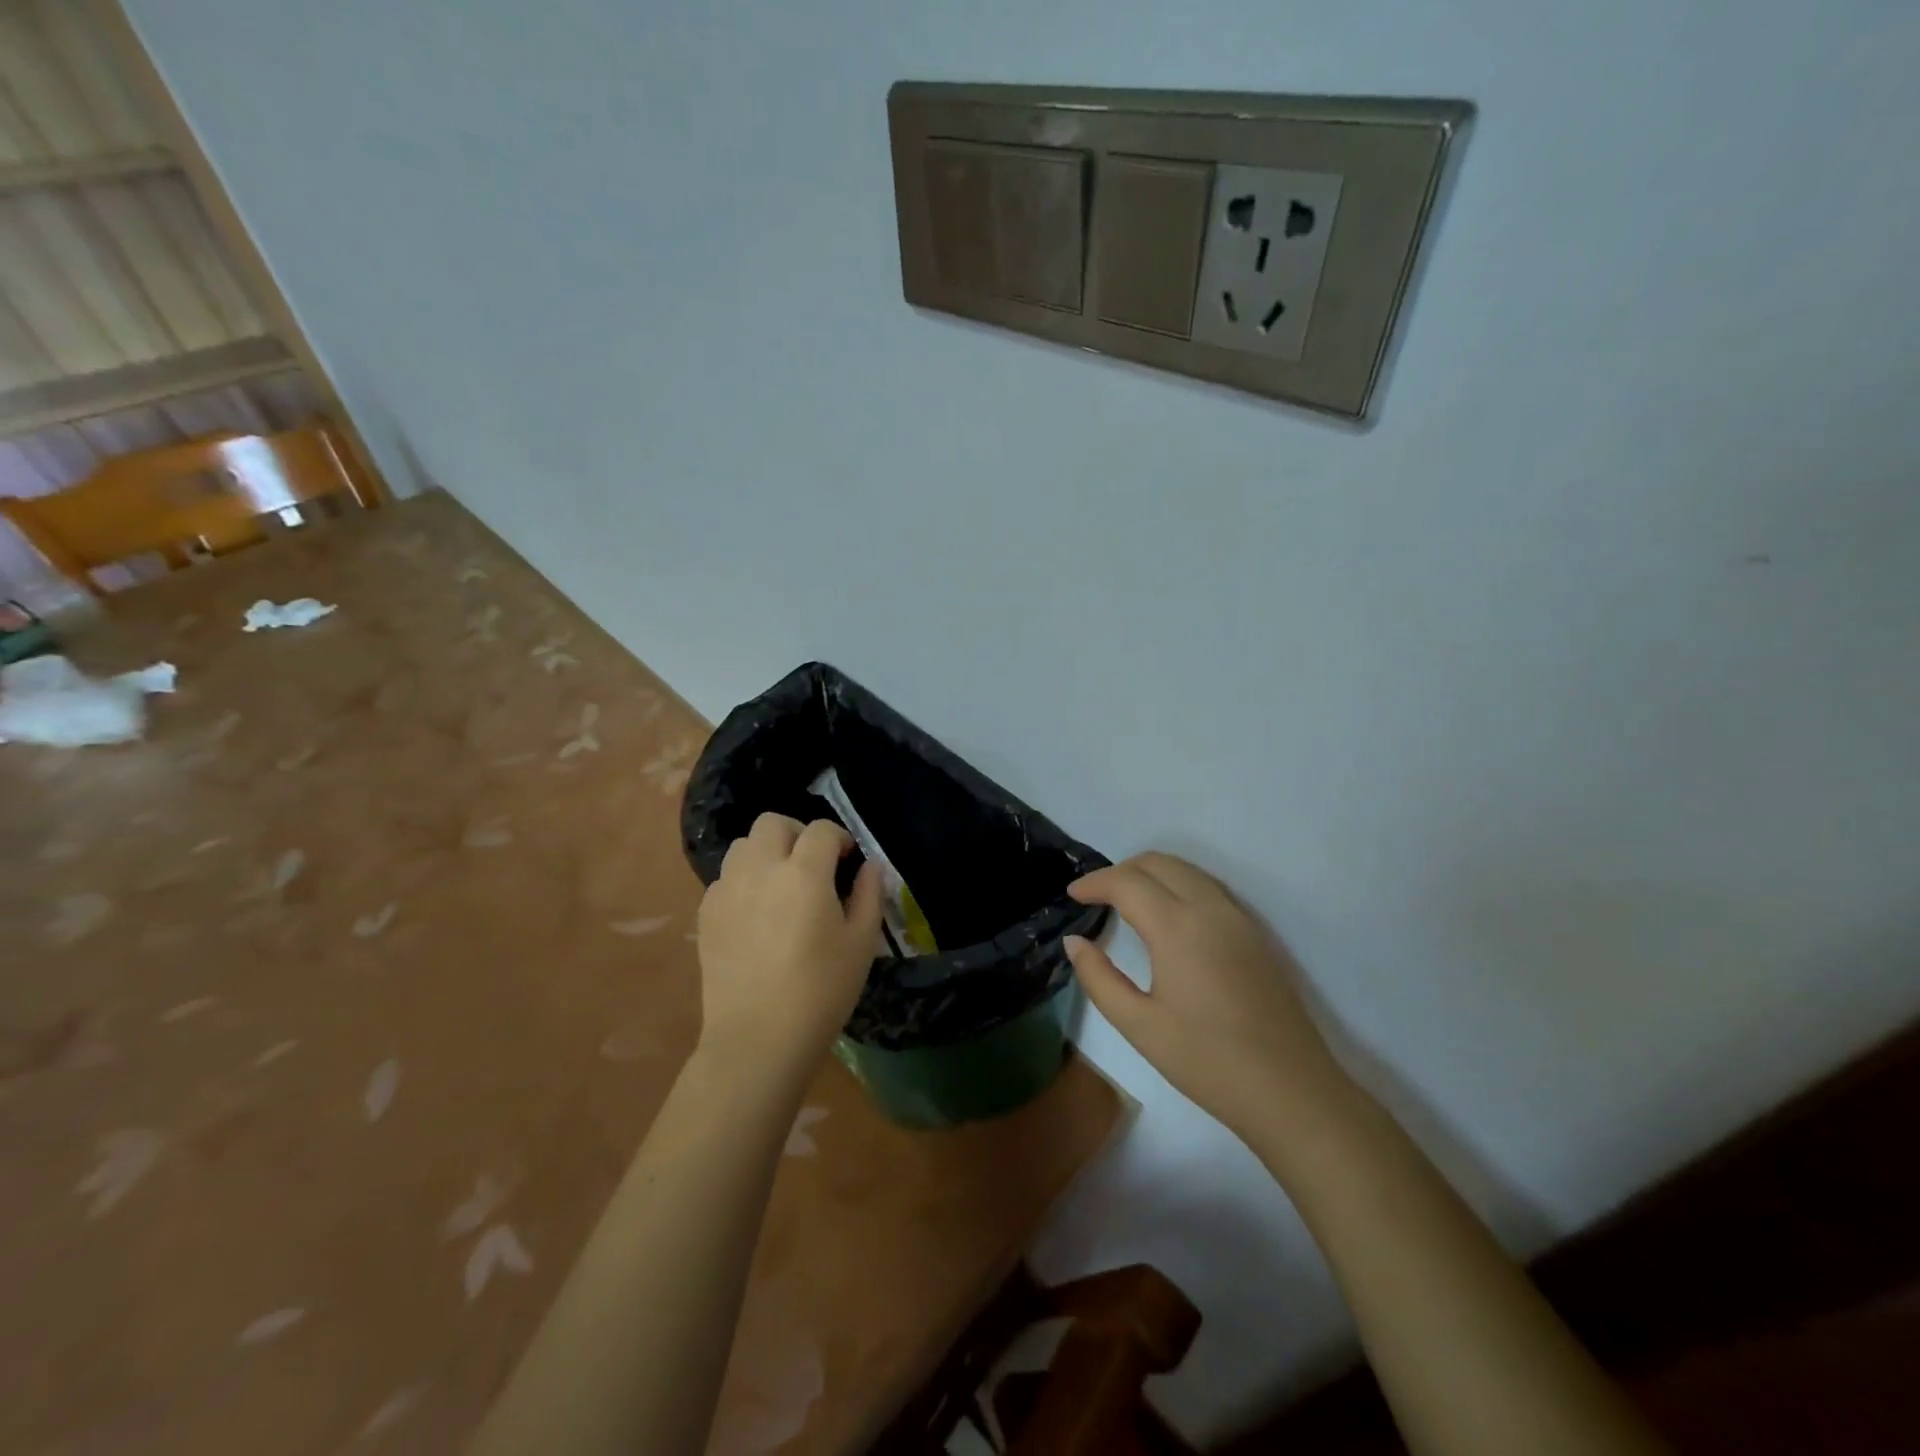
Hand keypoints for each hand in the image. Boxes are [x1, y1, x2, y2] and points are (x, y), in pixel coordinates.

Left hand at [696, 813, 882, 1076]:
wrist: (758, 1038)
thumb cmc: (821, 991)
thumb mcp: (861, 943)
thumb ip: (869, 895)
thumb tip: (869, 866)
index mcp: (804, 873)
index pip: (822, 829)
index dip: (840, 839)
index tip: (848, 861)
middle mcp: (761, 869)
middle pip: (773, 822)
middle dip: (797, 833)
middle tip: (813, 865)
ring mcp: (728, 889)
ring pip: (743, 845)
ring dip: (766, 853)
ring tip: (781, 885)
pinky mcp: (707, 913)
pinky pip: (725, 877)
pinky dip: (743, 881)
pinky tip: (757, 913)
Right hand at [1065, 852, 1350, 1140]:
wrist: (1291, 1091)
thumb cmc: (1207, 1062)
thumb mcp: (1139, 1025)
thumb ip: (1099, 978)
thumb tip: (1075, 942)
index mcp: (1178, 926)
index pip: (1126, 882)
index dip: (1094, 882)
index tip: (1072, 896)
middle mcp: (1210, 908)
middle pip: (1158, 862)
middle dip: (1121, 870)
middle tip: (1096, 896)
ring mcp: (1239, 918)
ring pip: (1187, 869)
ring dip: (1152, 873)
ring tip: (1127, 901)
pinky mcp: (1256, 933)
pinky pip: (1209, 887)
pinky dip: (1179, 884)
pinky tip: (1168, 916)